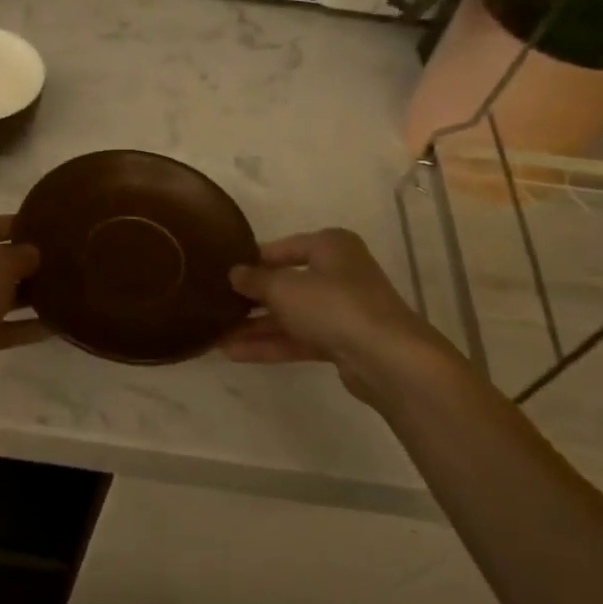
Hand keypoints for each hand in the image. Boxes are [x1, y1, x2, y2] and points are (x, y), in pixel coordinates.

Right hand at [222, 228, 454, 408]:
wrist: (386, 357)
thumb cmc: (333, 305)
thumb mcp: (284, 287)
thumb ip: (255, 280)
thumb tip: (235, 273)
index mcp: (330, 247)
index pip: (284, 247)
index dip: (253, 259)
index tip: (224, 271)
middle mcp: (338, 273)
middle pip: (287, 283)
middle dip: (251, 299)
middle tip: (216, 306)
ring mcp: (341, 310)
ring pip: (290, 315)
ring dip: (255, 327)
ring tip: (217, 336)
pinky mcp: (341, 341)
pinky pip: (298, 339)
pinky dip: (270, 345)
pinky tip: (234, 353)